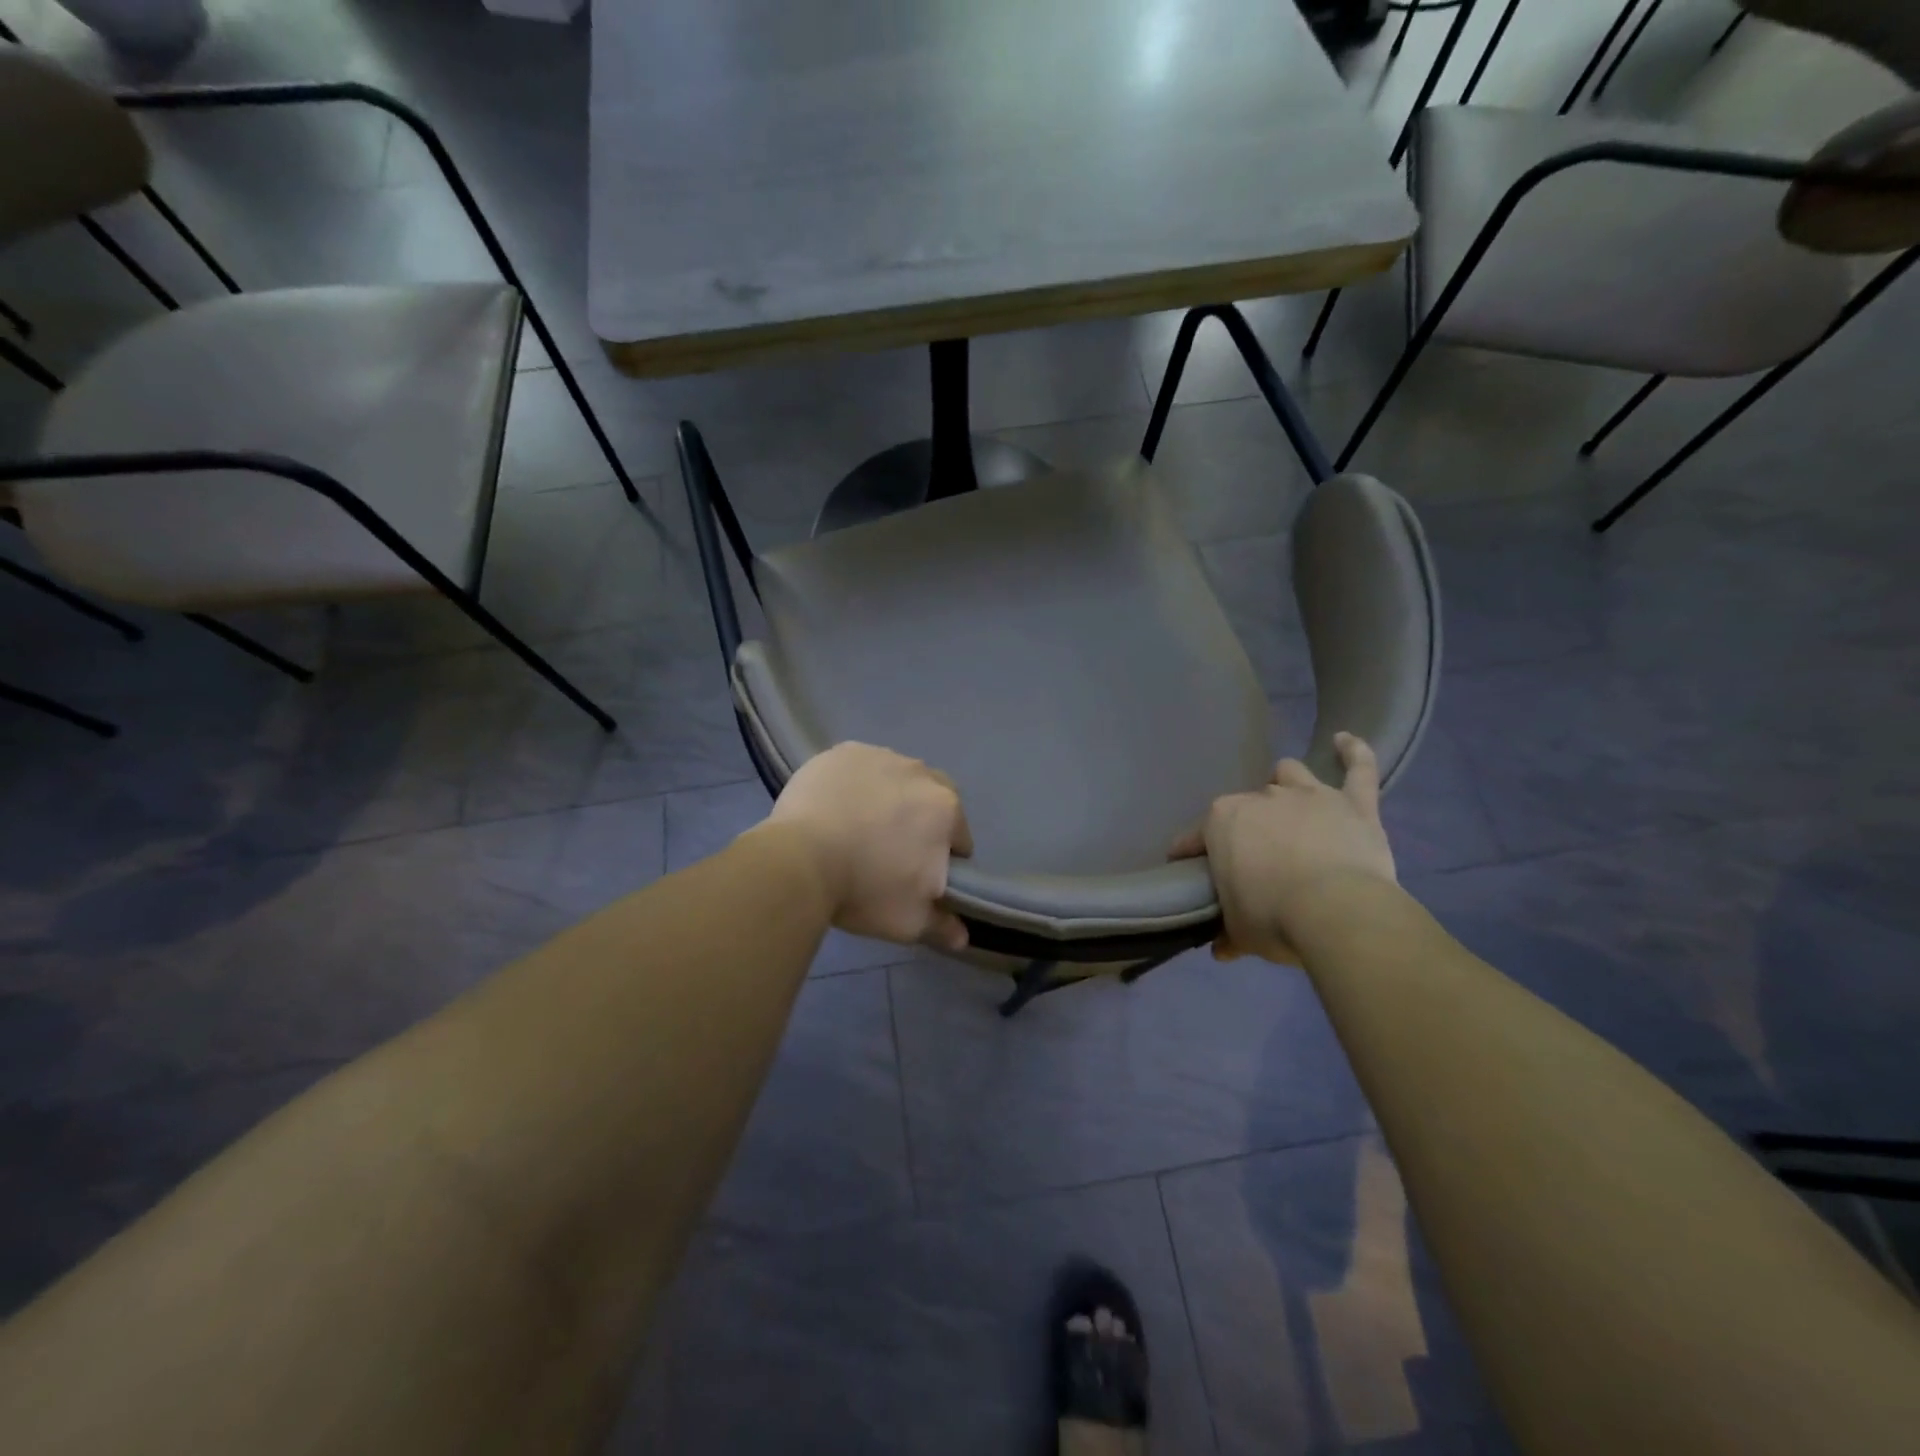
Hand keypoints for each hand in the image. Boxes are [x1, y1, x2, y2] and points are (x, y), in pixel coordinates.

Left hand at [761, 742, 973, 950]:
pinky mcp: (843, 752)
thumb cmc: (864, 890)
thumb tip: (962, 938)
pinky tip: (836, 806)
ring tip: (859, 825)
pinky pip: (859, 766)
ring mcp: (879, 757)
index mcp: (945, 809)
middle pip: (931, 797)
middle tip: (892, 847)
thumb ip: (942, 926)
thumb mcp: (909, 921)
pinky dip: (855, 783)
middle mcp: (920, 773)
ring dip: (889, 796)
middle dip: (921, 818)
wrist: (799, 861)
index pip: (958, 836)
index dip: (943, 856)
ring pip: (896, 778)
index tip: (920, 873)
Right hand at [1170, 733, 1396, 963]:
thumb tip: (1222, 950)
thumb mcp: (1241, 933)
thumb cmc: (1273, 918)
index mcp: (1223, 821)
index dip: (1190, 852)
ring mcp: (1310, 795)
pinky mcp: (1354, 804)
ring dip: (1286, 785)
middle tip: (1253, 855)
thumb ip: (1229, 935)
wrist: (1337, 913)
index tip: (1187, 868)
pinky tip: (1346, 741)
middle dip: (1246, 825)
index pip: (1195, 836)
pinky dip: (1354, 753)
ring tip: (1288, 803)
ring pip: (1290, 775)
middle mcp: (1261, 797)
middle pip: (1247, 805)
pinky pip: (1359, 769)